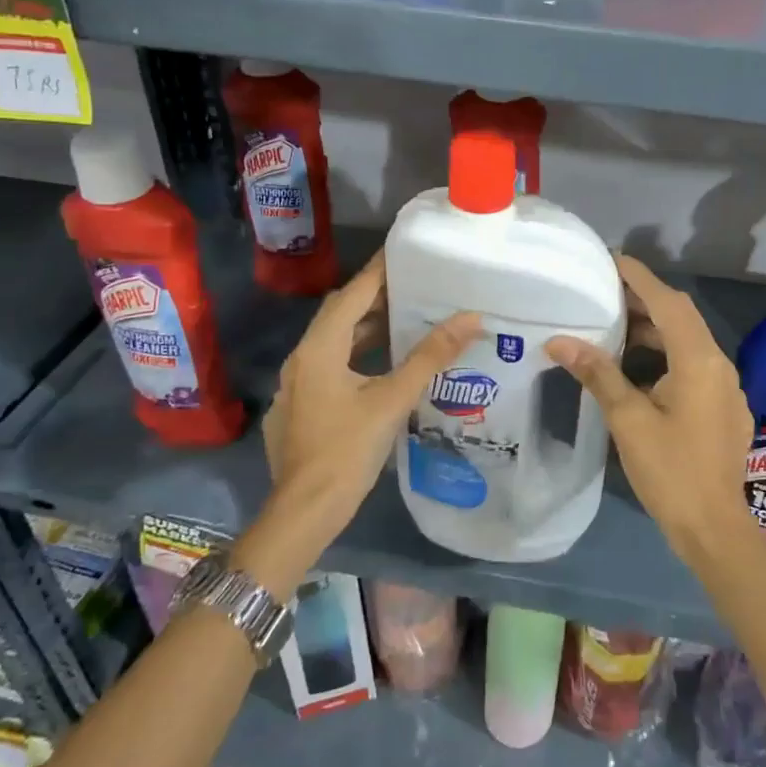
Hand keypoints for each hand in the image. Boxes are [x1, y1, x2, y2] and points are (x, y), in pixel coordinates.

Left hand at [262, 252, 480, 539]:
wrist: (303, 513)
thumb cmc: (347, 451)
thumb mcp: (393, 400)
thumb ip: (430, 357)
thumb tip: (470, 318)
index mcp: (319, 349)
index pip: (352, 294)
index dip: (379, 271)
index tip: (406, 253)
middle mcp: (301, 359)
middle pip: (340, 315)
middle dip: (374, 298)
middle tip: (413, 286)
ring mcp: (295, 385)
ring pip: (333, 343)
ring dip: (365, 329)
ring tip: (404, 321)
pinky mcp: (298, 407)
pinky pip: (328, 366)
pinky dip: (355, 356)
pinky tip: (379, 369)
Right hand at [546, 255, 755, 557]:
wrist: (714, 528)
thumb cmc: (670, 471)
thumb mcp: (628, 420)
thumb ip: (598, 373)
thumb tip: (560, 340)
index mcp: (699, 361)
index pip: (667, 302)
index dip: (639, 278)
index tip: (611, 259)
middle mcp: (718, 365)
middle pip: (680, 317)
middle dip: (644, 300)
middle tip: (604, 292)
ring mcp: (725, 387)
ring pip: (688, 342)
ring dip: (654, 329)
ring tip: (614, 326)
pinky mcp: (724, 407)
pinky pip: (693, 364)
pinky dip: (665, 354)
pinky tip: (638, 368)